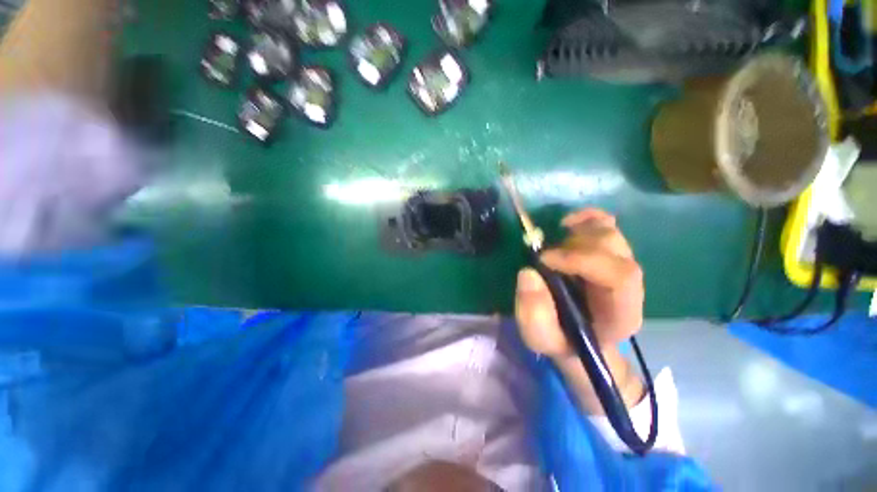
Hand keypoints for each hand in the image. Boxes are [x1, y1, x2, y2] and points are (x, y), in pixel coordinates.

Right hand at [514, 208, 644, 411]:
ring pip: (610, 234)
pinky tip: (567, 224)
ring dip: (576, 233)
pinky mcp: (606, 253)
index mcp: (620, 312)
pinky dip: (586, 218)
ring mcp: (618, 265)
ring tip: (553, 247)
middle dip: (574, 246)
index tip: (544, 260)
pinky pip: (606, 225)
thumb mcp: (540, 338)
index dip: (581, 260)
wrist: (577, 336)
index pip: (620, 276)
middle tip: (544, 257)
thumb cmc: (561, 340)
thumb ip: (534, 314)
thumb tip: (528, 273)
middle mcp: (628, 285)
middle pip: (615, 249)